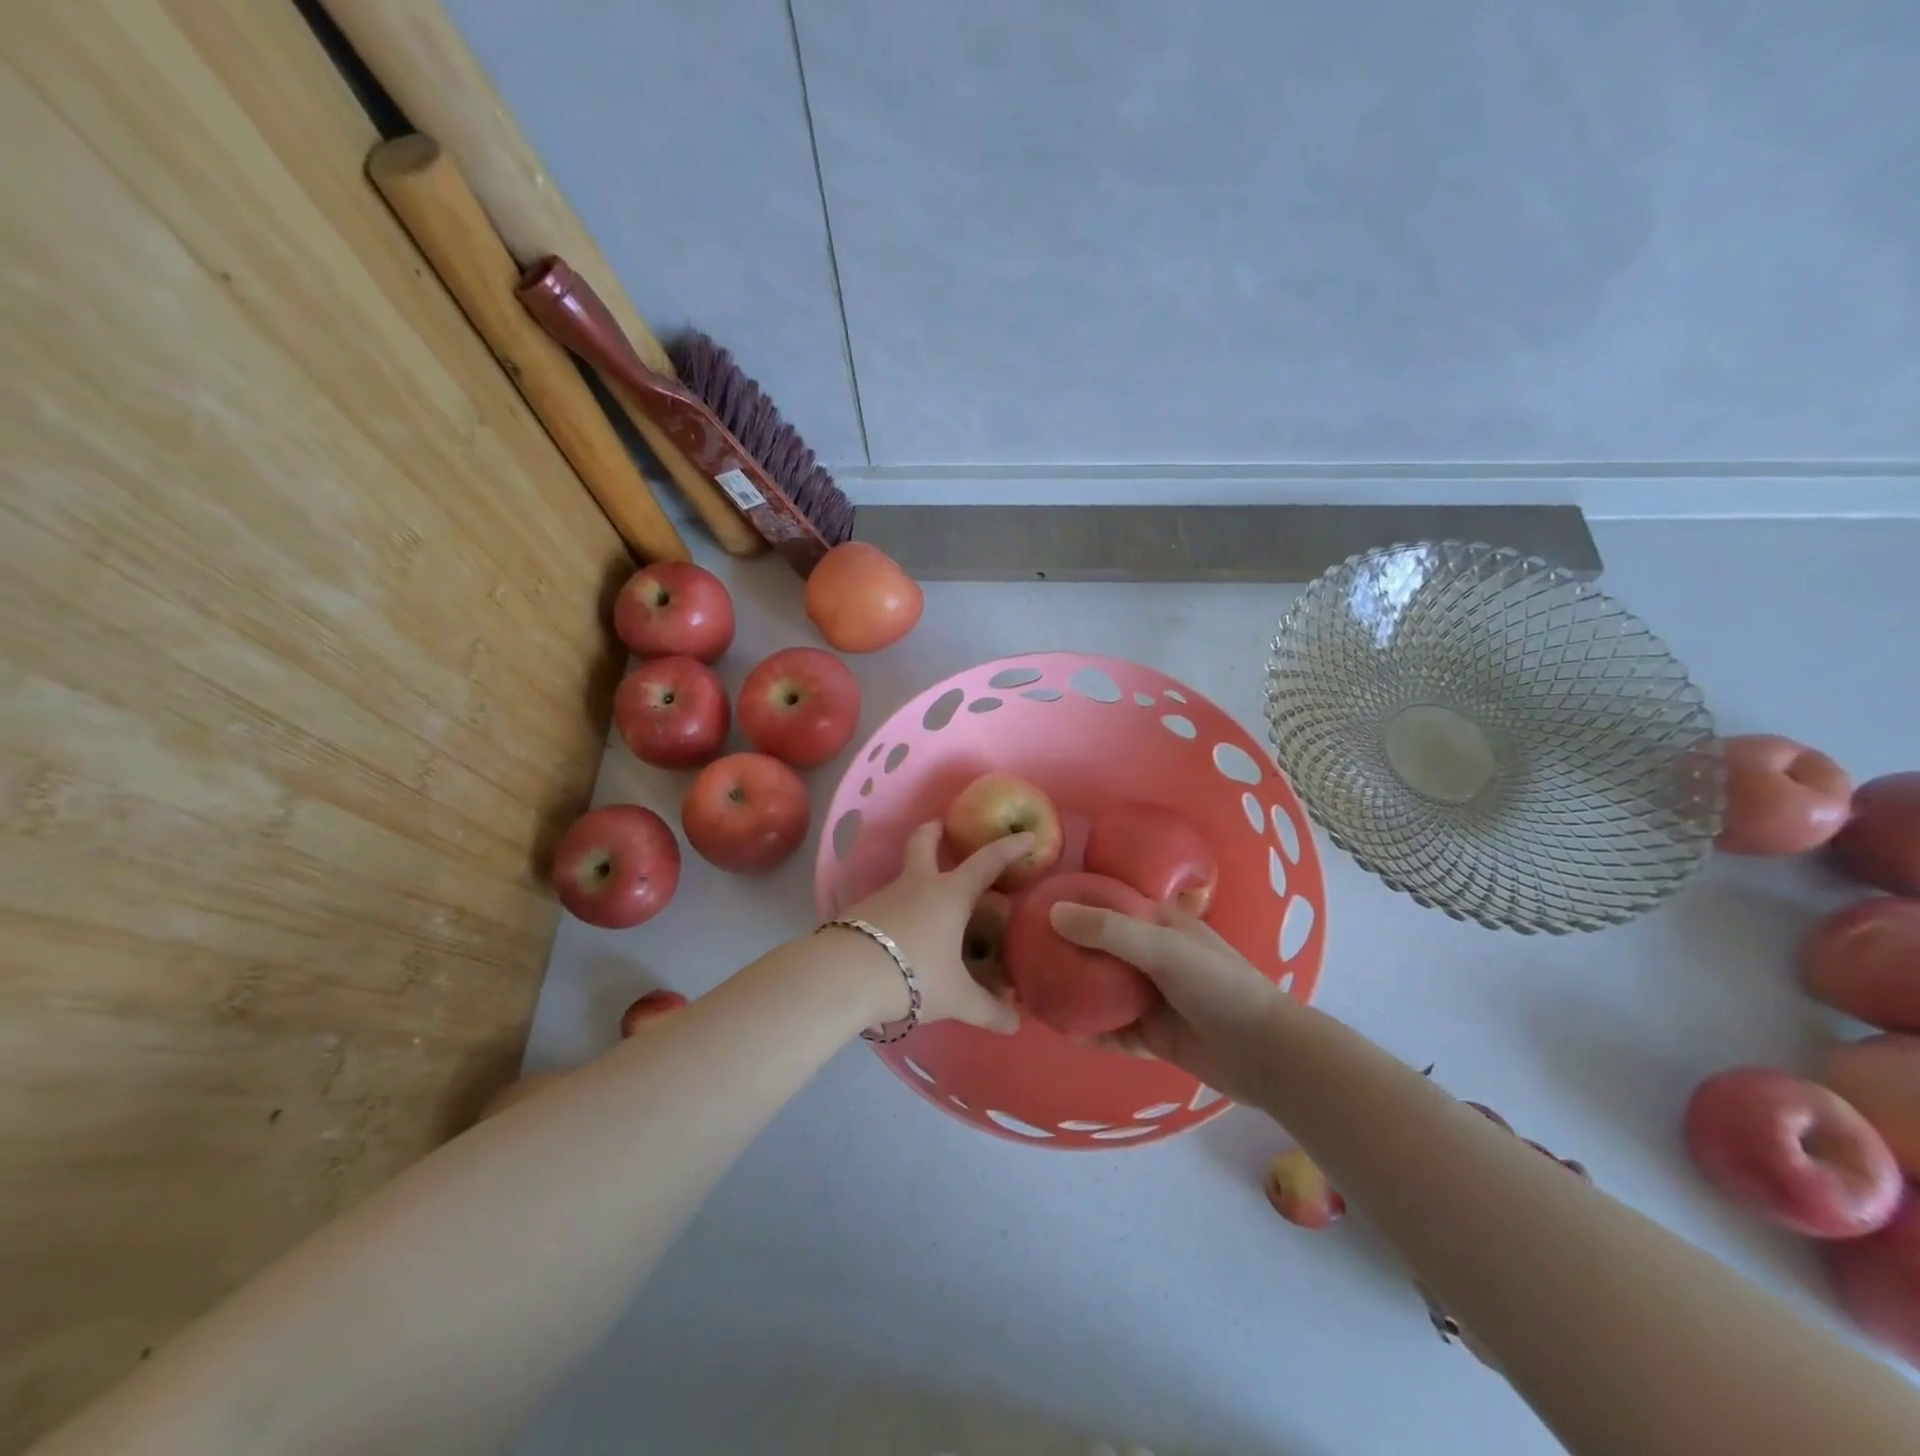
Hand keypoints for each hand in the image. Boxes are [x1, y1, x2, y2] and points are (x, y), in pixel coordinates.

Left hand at [839, 823, 1031, 1033]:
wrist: (845, 976)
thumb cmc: (914, 974)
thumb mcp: (956, 998)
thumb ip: (988, 1009)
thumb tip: (1015, 1025)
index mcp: (949, 895)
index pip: (986, 863)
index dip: (1008, 849)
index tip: (1026, 837)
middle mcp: (917, 885)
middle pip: (923, 844)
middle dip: (934, 833)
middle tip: (942, 828)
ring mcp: (884, 896)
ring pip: (904, 877)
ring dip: (917, 880)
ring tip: (929, 905)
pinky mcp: (859, 913)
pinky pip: (886, 905)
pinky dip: (898, 911)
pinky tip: (901, 934)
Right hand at [1049, 899, 1283, 1096]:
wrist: (1265, 1053)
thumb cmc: (1217, 985)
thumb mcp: (1163, 947)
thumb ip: (1108, 930)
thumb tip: (1053, 913)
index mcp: (1158, 924)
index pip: (1108, 904)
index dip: (1075, 902)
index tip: (1035, 905)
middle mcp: (1150, 956)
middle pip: (1098, 949)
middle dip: (1065, 951)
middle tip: (1023, 954)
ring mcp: (1150, 996)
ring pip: (1100, 990)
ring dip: (1072, 991)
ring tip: (1033, 992)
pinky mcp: (1151, 1034)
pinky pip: (1111, 1030)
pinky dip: (1088, 1030)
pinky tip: (1061, 1031)